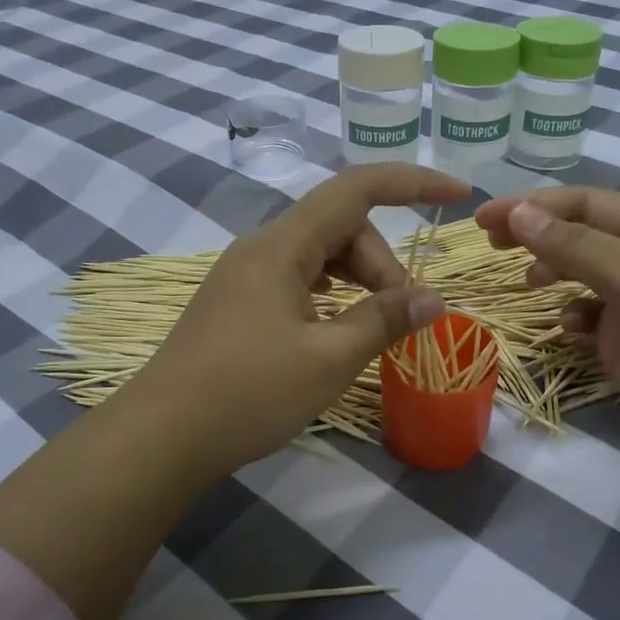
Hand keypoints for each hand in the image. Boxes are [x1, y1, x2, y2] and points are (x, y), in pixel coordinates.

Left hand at [131, 164, 467, 477]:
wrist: (161, 436)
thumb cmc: (248, 394)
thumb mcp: (328, 359)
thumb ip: (383, 320)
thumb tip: (433, 300)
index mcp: (281, 246)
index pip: (356, 189)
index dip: (412, 183)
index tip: (458, 193)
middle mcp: (261, 247)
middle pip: (341, 227)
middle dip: (382, 263)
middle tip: (400, 317)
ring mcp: (245, 274)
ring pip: (320, 255)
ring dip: (358, 280)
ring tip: (374, 326)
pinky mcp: (238, 301)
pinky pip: (298, 278)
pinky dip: (330, 294)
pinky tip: (337, 327)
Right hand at [475, 187, 619, 468]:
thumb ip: (579, 248)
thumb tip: (519, 213)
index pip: (585, 203)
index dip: (534, 204)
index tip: (485, 219)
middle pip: (576, 232)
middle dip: (534, 232)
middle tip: (489, 242)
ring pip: (576, 271)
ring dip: (548, 269)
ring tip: (528, 284)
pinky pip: (583, 312)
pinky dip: (567, 313)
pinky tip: (566, 329)